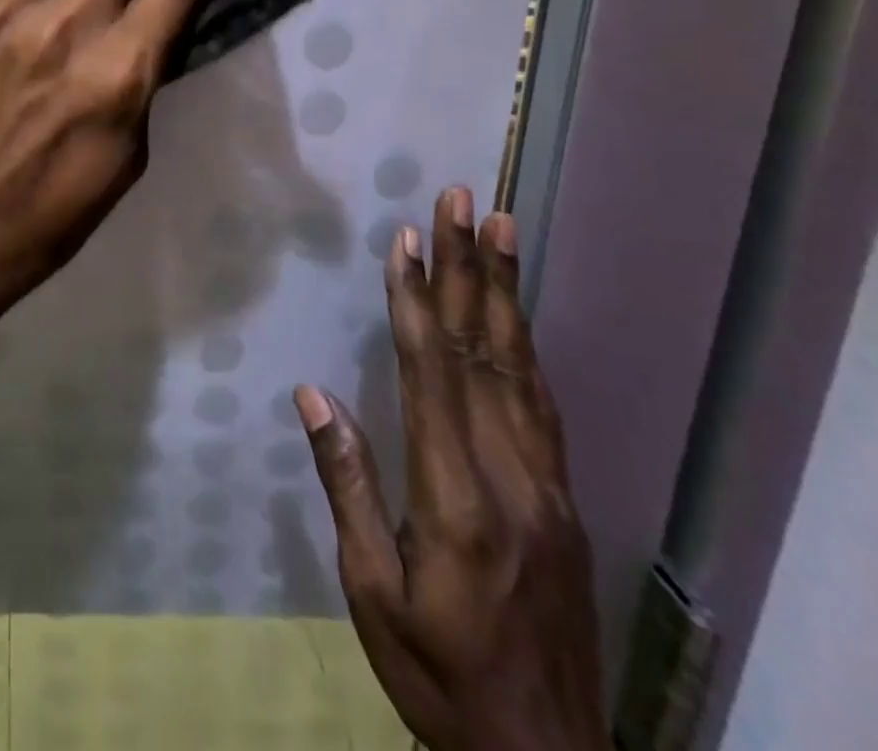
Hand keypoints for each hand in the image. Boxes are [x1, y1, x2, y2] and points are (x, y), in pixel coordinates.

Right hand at [295, 189, 606, 750]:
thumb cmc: (440, 676)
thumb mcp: (373, 594)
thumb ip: (349, 487)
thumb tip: (314, 395)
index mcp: (455, 497)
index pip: (431, 372)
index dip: (415, 299)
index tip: (406, 239)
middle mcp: (510, 474)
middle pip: (484, 351)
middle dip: (469, 268)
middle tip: (465, 200)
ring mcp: (547, 483)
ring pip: (522, 366)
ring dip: (504, 290)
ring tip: (500, 227)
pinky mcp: (564, 496)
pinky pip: (542, 400)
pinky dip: (525, 342)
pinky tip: (514, 313)